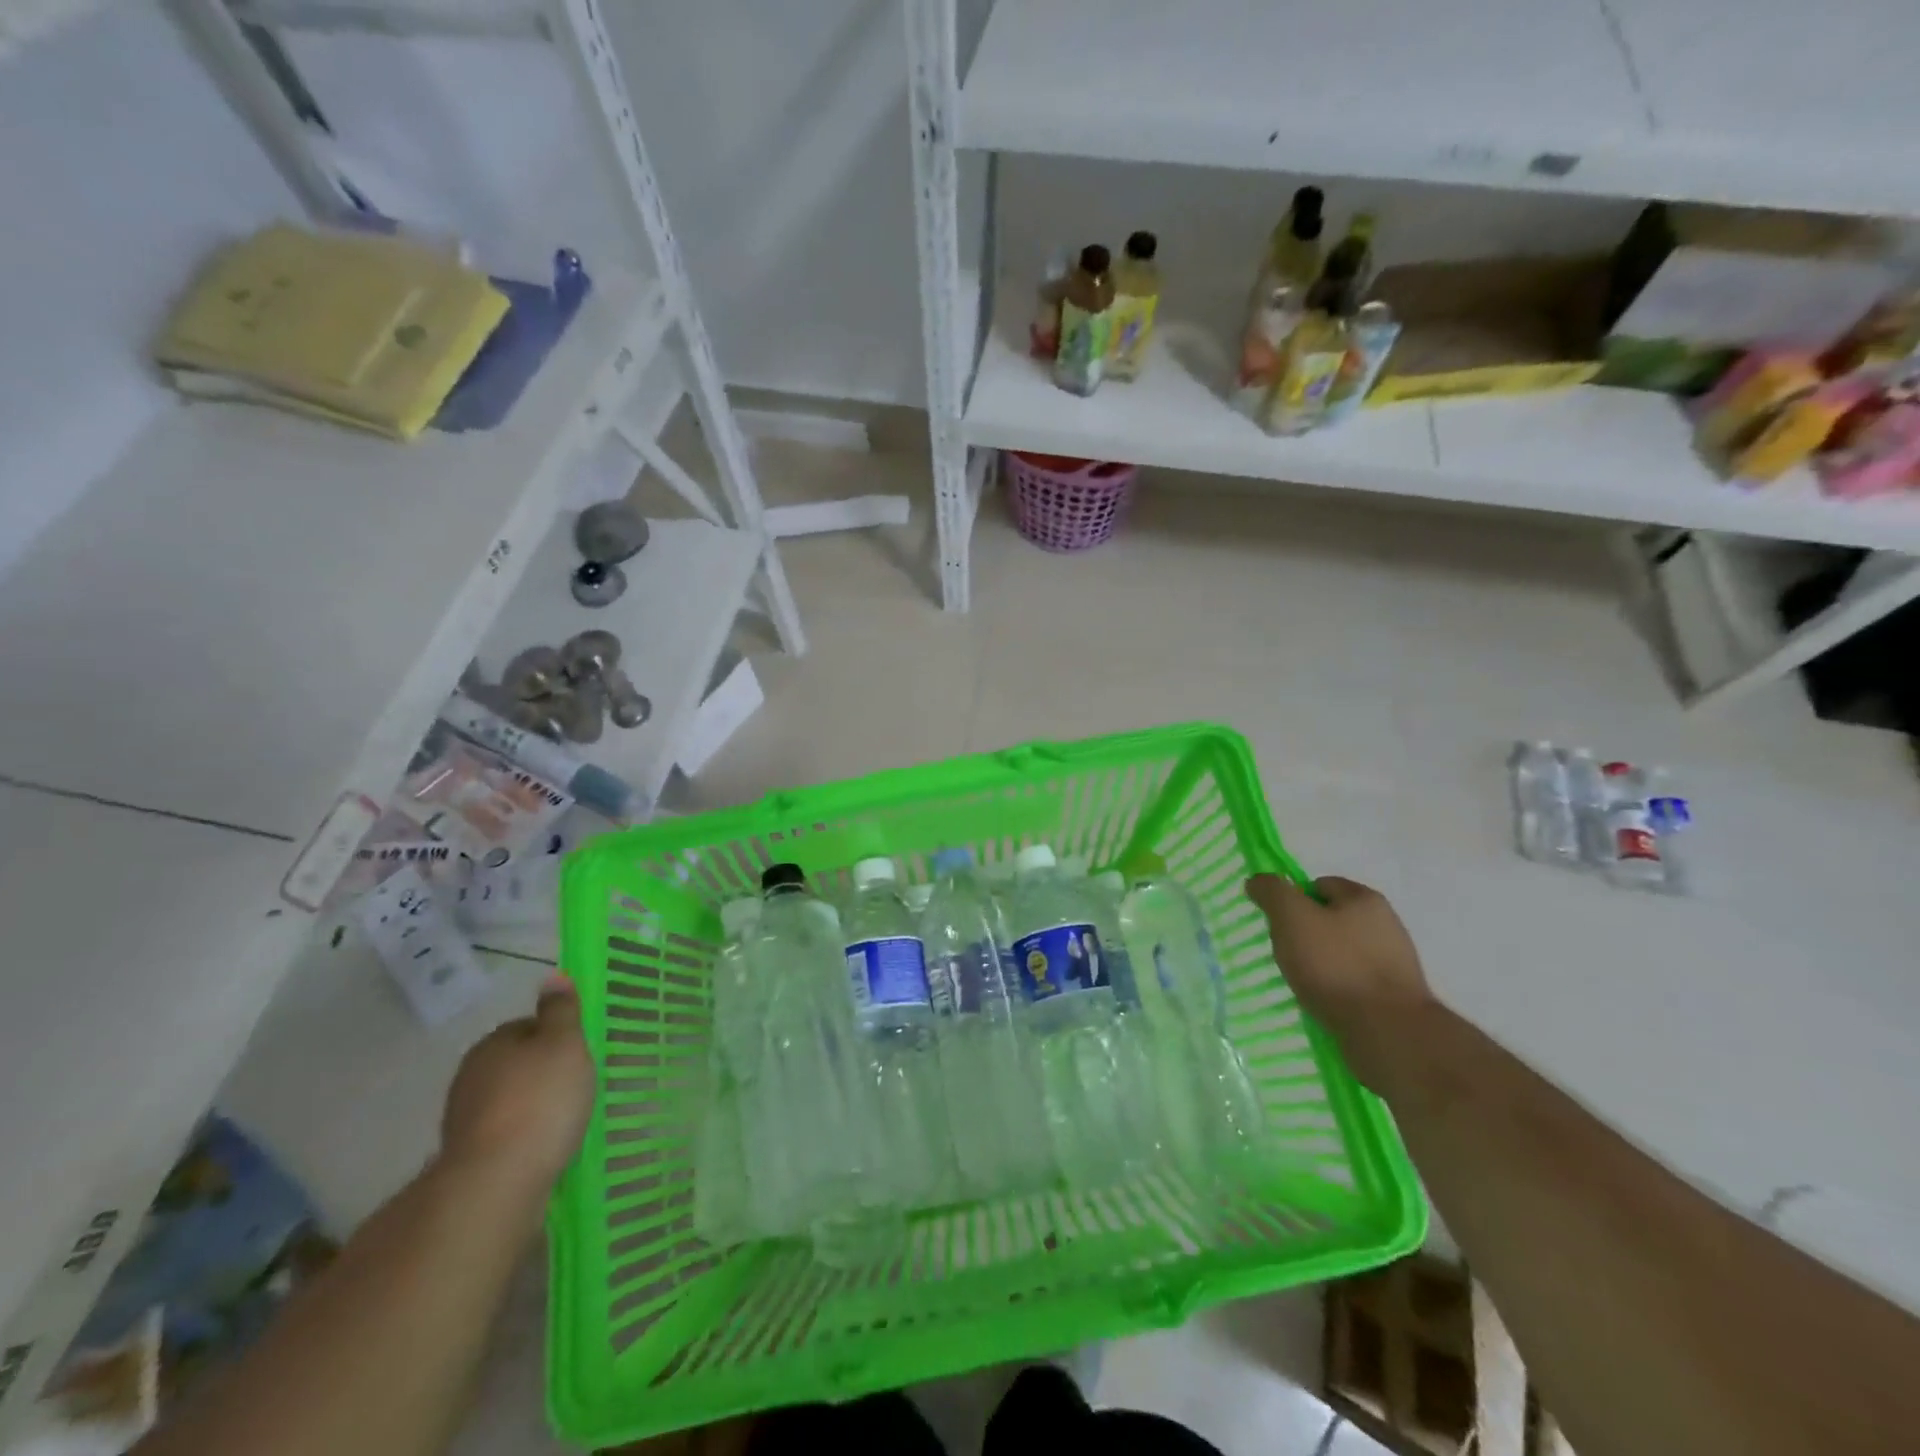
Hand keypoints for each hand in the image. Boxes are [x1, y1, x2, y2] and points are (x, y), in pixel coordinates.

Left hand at [440, 973, 594, 1196]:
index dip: (556, 1037)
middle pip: (515, 1063)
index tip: (579, 1053)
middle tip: (577, 1085)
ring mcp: (464, 1119)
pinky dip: (523, 1135)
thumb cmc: (540, 1100)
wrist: (496, 1181)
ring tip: (565, 1119)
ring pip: (508, 1100)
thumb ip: (561, 1010)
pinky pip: (504, 1133)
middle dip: (542, 1072)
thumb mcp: (565, 1043)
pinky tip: (545, 1145)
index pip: (527, 1027)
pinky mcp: (467, 1157)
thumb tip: (552, 975)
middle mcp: (470, 1076)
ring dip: (531, 1105)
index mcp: (492, 1043)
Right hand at [1245, 874, 1434, 1089]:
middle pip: (1333, 919)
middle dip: (1307, 933)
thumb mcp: (1292, 918)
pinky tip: (1325, 1003)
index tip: (1278, 924)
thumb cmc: (1336, 965)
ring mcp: (1395, 963)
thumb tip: (1259, 880)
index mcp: (1365, 899)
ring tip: (1303, 983)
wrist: (1388, 1032)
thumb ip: (1272, 893)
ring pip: (1344, 953)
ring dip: (1322, 964)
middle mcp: (1387, 925)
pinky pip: (1355, 982)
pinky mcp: (1396, 997)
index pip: (1320, 885)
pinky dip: (1337, 988)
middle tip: (1287, 953)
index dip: (1294, 900)